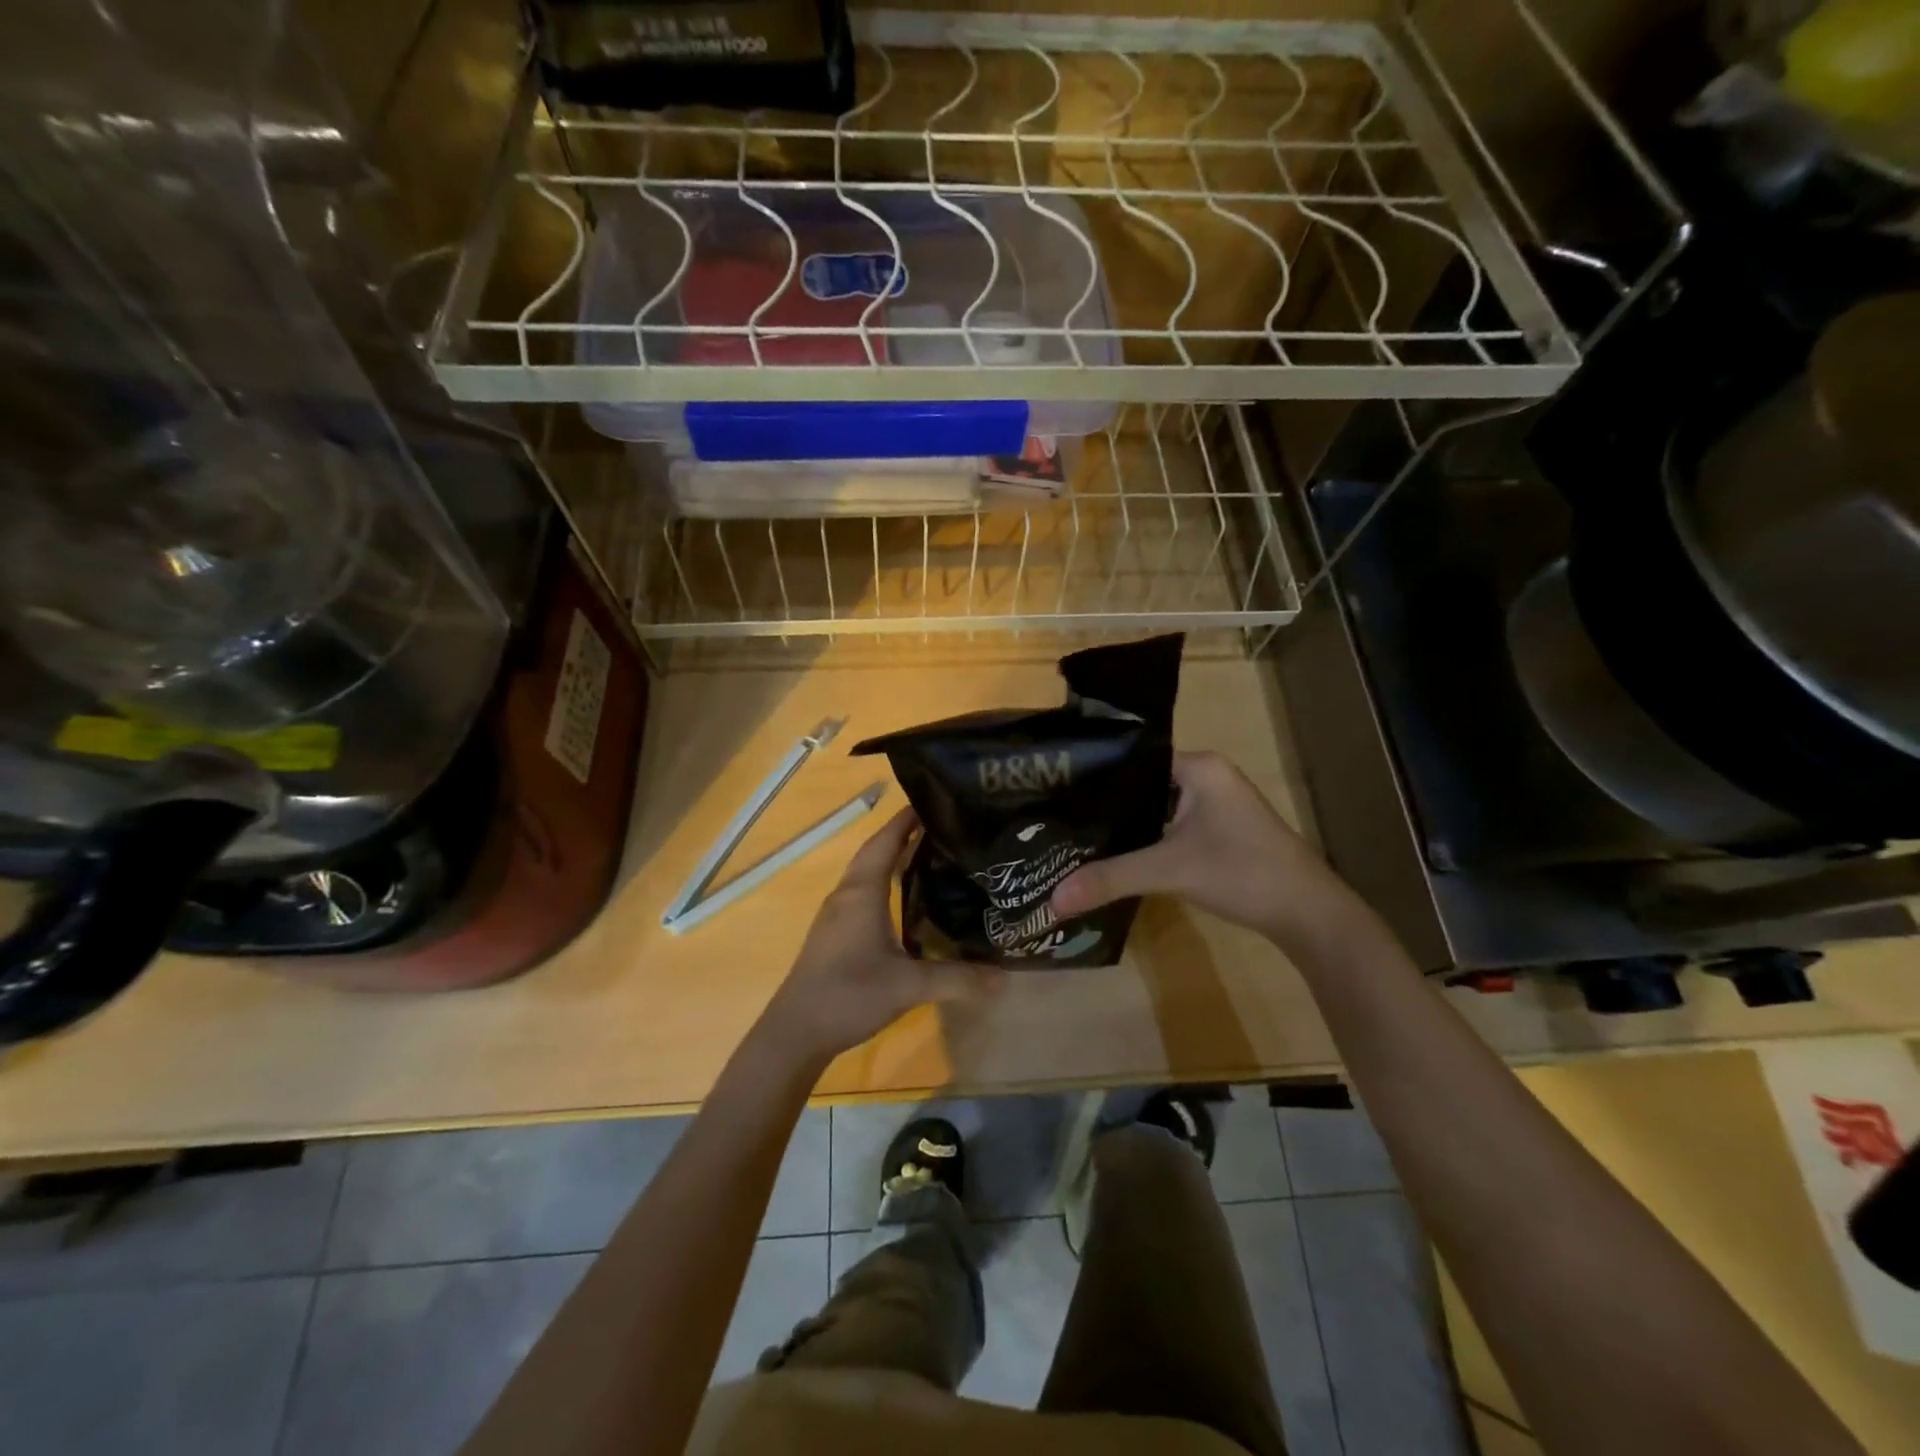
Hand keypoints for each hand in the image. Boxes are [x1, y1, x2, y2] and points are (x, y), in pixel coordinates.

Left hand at [764, 808, 1005, 1062]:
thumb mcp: (908, 987)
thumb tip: (1005, 978)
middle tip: (943, 826)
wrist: (795, 1031)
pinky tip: (905, 898)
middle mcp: (847, 894)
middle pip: (876, 851)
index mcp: (862, 892)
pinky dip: (884, 881)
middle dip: (904, 834)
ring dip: (893, 857)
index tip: (935, 800)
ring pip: (867, 872)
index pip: (886, 841)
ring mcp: (837, 913)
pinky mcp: (834, 932)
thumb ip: (957, 980)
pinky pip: (863, 891)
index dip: (907, 819)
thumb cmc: (848, 995)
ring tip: (931, 854)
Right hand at [1050, 751, 1355, 946]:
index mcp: (1198, 766)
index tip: (1055, 792)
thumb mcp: (1169, 871)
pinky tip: (1116, 856)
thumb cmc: (1242, 872)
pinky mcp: (1219, 831)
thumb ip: (1109, 879)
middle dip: (1105, 804)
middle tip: (1057, 818)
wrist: (1309, 914)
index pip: (1133, 759)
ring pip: (1156, 808)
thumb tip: (1052, 900)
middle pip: (1142, 785)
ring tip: (1076, 836)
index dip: (1095, 776)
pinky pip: (1170, 826)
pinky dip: (1146, 839)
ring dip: (1125, 825)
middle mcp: (1207, 776)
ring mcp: (1216, 804)